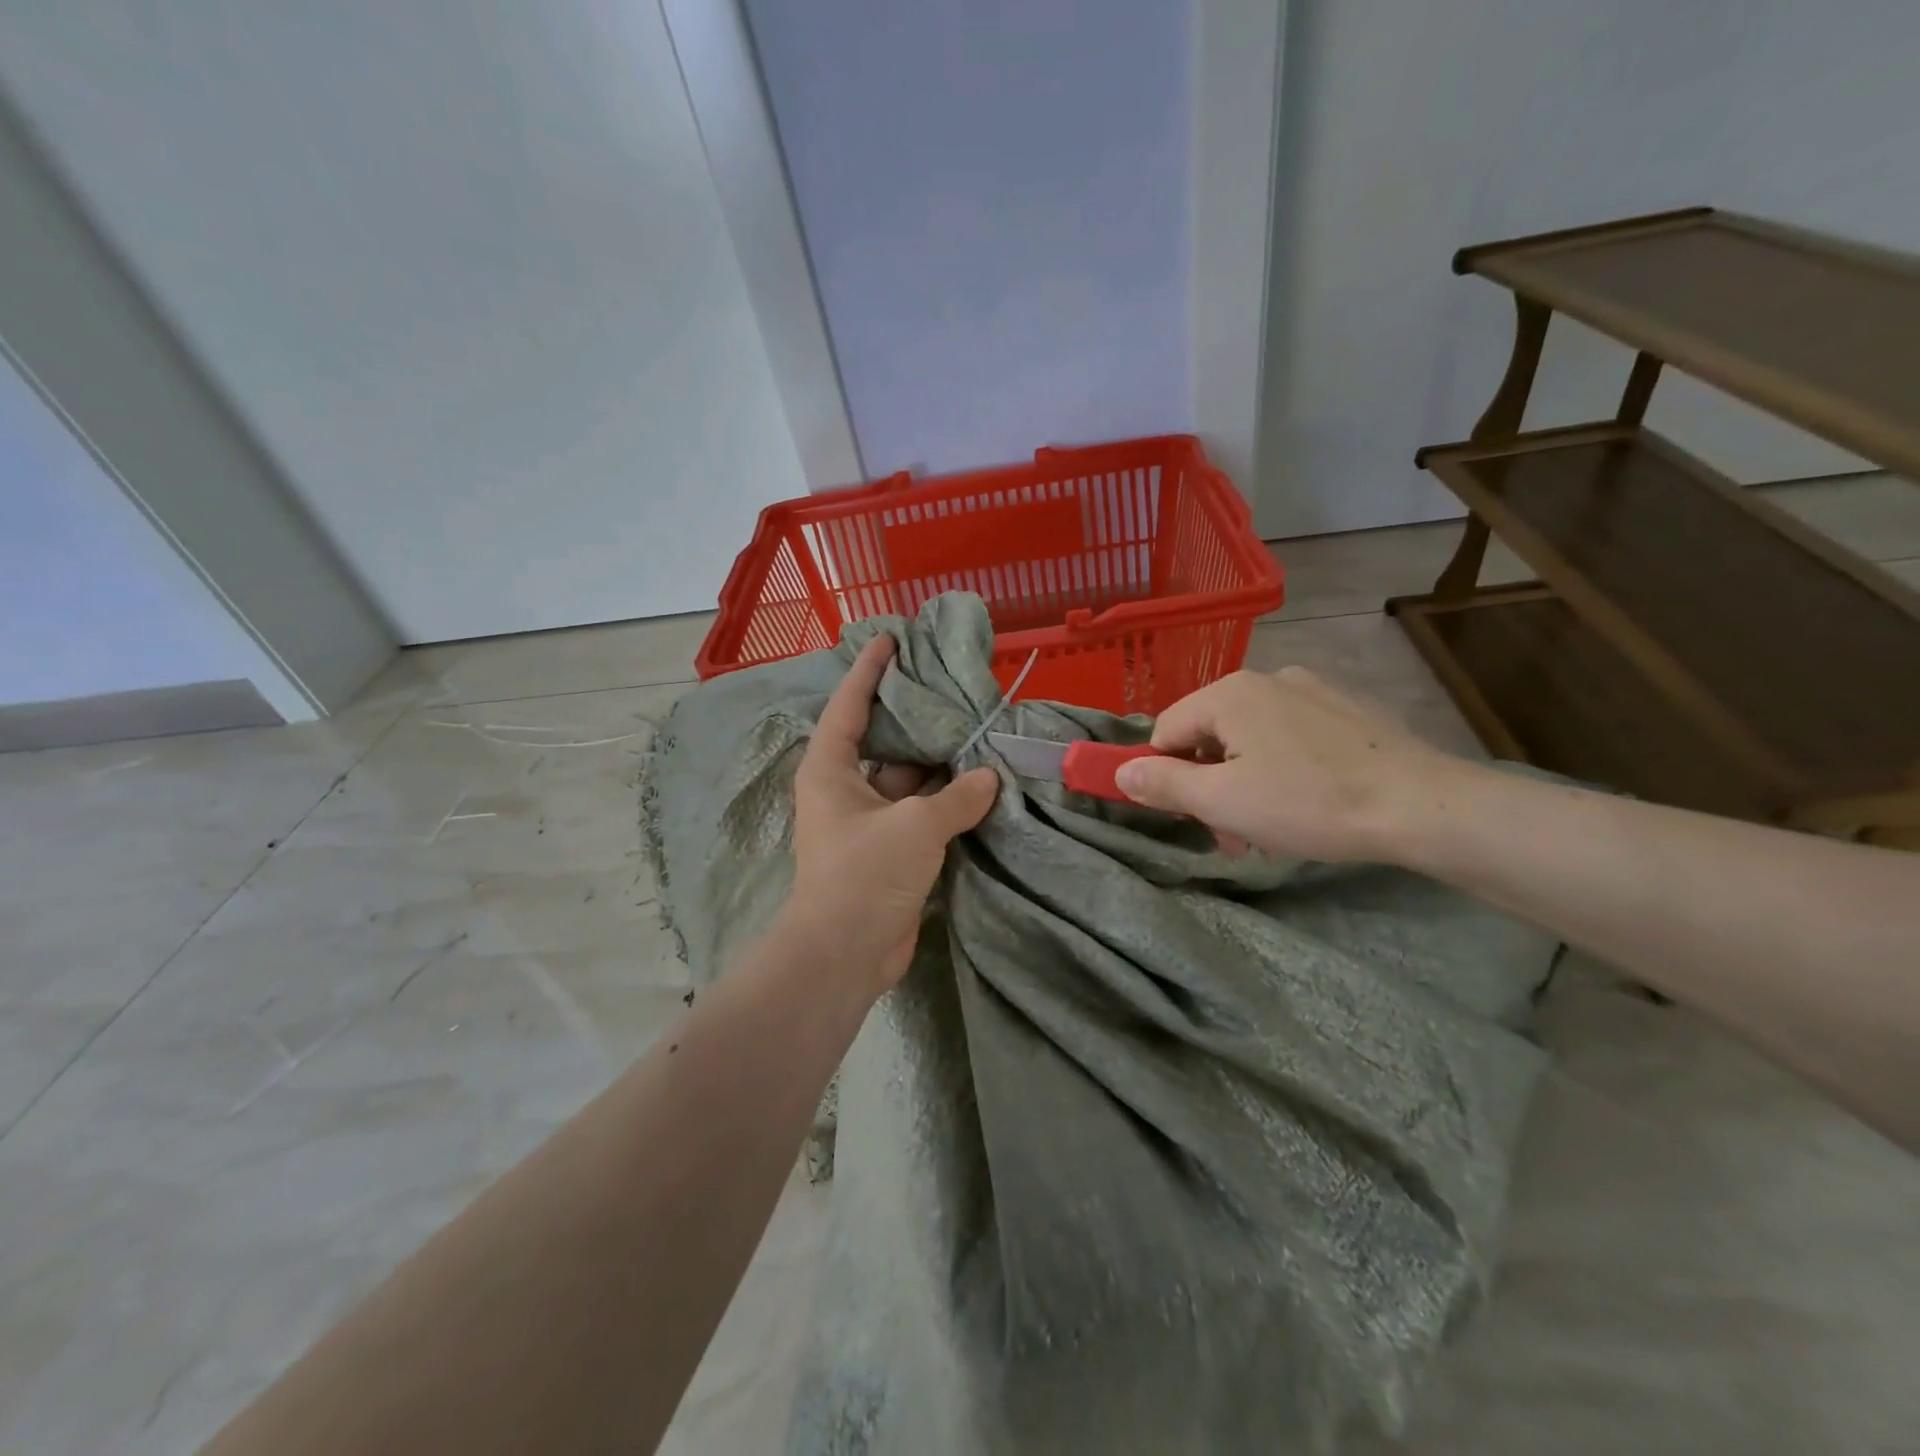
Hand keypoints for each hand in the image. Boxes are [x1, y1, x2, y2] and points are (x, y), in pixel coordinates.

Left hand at [785, 636, 997, 993]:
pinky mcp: (888, 853)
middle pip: (882, 741)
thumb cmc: (866, 873)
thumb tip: (988, 778)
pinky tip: (979, 785)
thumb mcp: (915, 825)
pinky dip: (946, 802)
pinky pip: (919, 815)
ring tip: (978, 733)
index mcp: (831, 770)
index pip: (849, 706)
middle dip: (914, 718)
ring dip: (938, 766)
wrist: (845, 954)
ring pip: (906, 781)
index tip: (889, 638)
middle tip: (951, 688)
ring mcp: (867, 823)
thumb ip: (956, 797)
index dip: (868, 670)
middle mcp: (845, 790)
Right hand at [1113, 667, 1467, 862]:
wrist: (1423, 805)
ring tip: (1273, 828)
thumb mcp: (1223, 802)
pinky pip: (1291, 735)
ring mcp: (1311, 689)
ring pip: (1251, 737)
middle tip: (1233, 833)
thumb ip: (1164, 784)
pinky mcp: (1346, 708)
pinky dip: (1284, 767)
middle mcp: (1266, 677)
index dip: (1165, 776)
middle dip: (1210, 785)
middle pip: (1209, 734)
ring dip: (1245, 781)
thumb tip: (1120, 772)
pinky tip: (1310, 801)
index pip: (1165, 731)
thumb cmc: (1309, 802)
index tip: (1190, 817)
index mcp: (1228, 693)